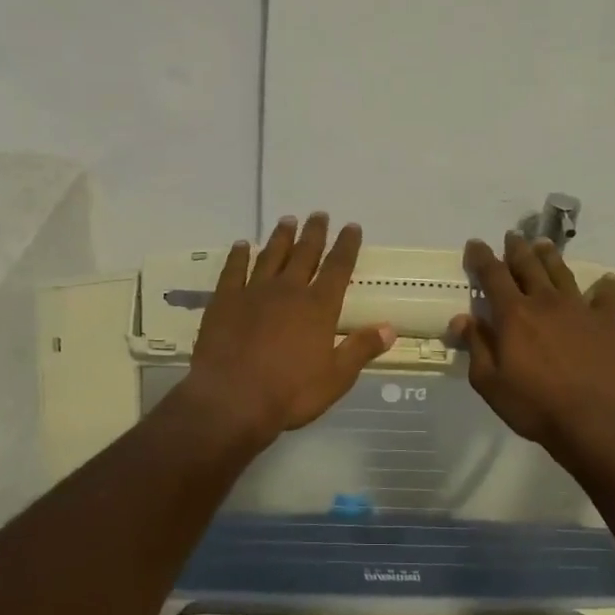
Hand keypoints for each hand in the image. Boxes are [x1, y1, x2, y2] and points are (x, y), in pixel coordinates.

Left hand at [181, 213, 396, 448]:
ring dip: (280, 237)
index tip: (352, 227)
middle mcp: (288, 291)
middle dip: (314, 233)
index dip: (347, 246)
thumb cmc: (290, 393)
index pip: (338, 268)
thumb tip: (390, 328)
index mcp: (319, 307)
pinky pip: (233, 271)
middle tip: (319, 214)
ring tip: (287, 220)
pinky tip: (243, 245)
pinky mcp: (224, 301)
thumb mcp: (336, 378)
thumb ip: (361, 349)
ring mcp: (253, 293)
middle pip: (304, 254)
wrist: (232, 399)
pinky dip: (239, 256)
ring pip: (270, 256)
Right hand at [450, 232, 614, 454]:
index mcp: (514, 315)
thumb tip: (462, 318)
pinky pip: (606, 298)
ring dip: (551, 257)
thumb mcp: (490, 383)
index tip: (475, 244)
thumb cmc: (535, 406)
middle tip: (512, 236)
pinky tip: (607, 280)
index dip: (481, 258)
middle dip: (517, 250)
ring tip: (544, 245)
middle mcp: (546, 302)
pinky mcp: (607, 324)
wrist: (597, 420)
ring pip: (562, 274)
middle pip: (529, 267)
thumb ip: (476, 346)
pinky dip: (605, 287)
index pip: (493, 276)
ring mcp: (580, 310)